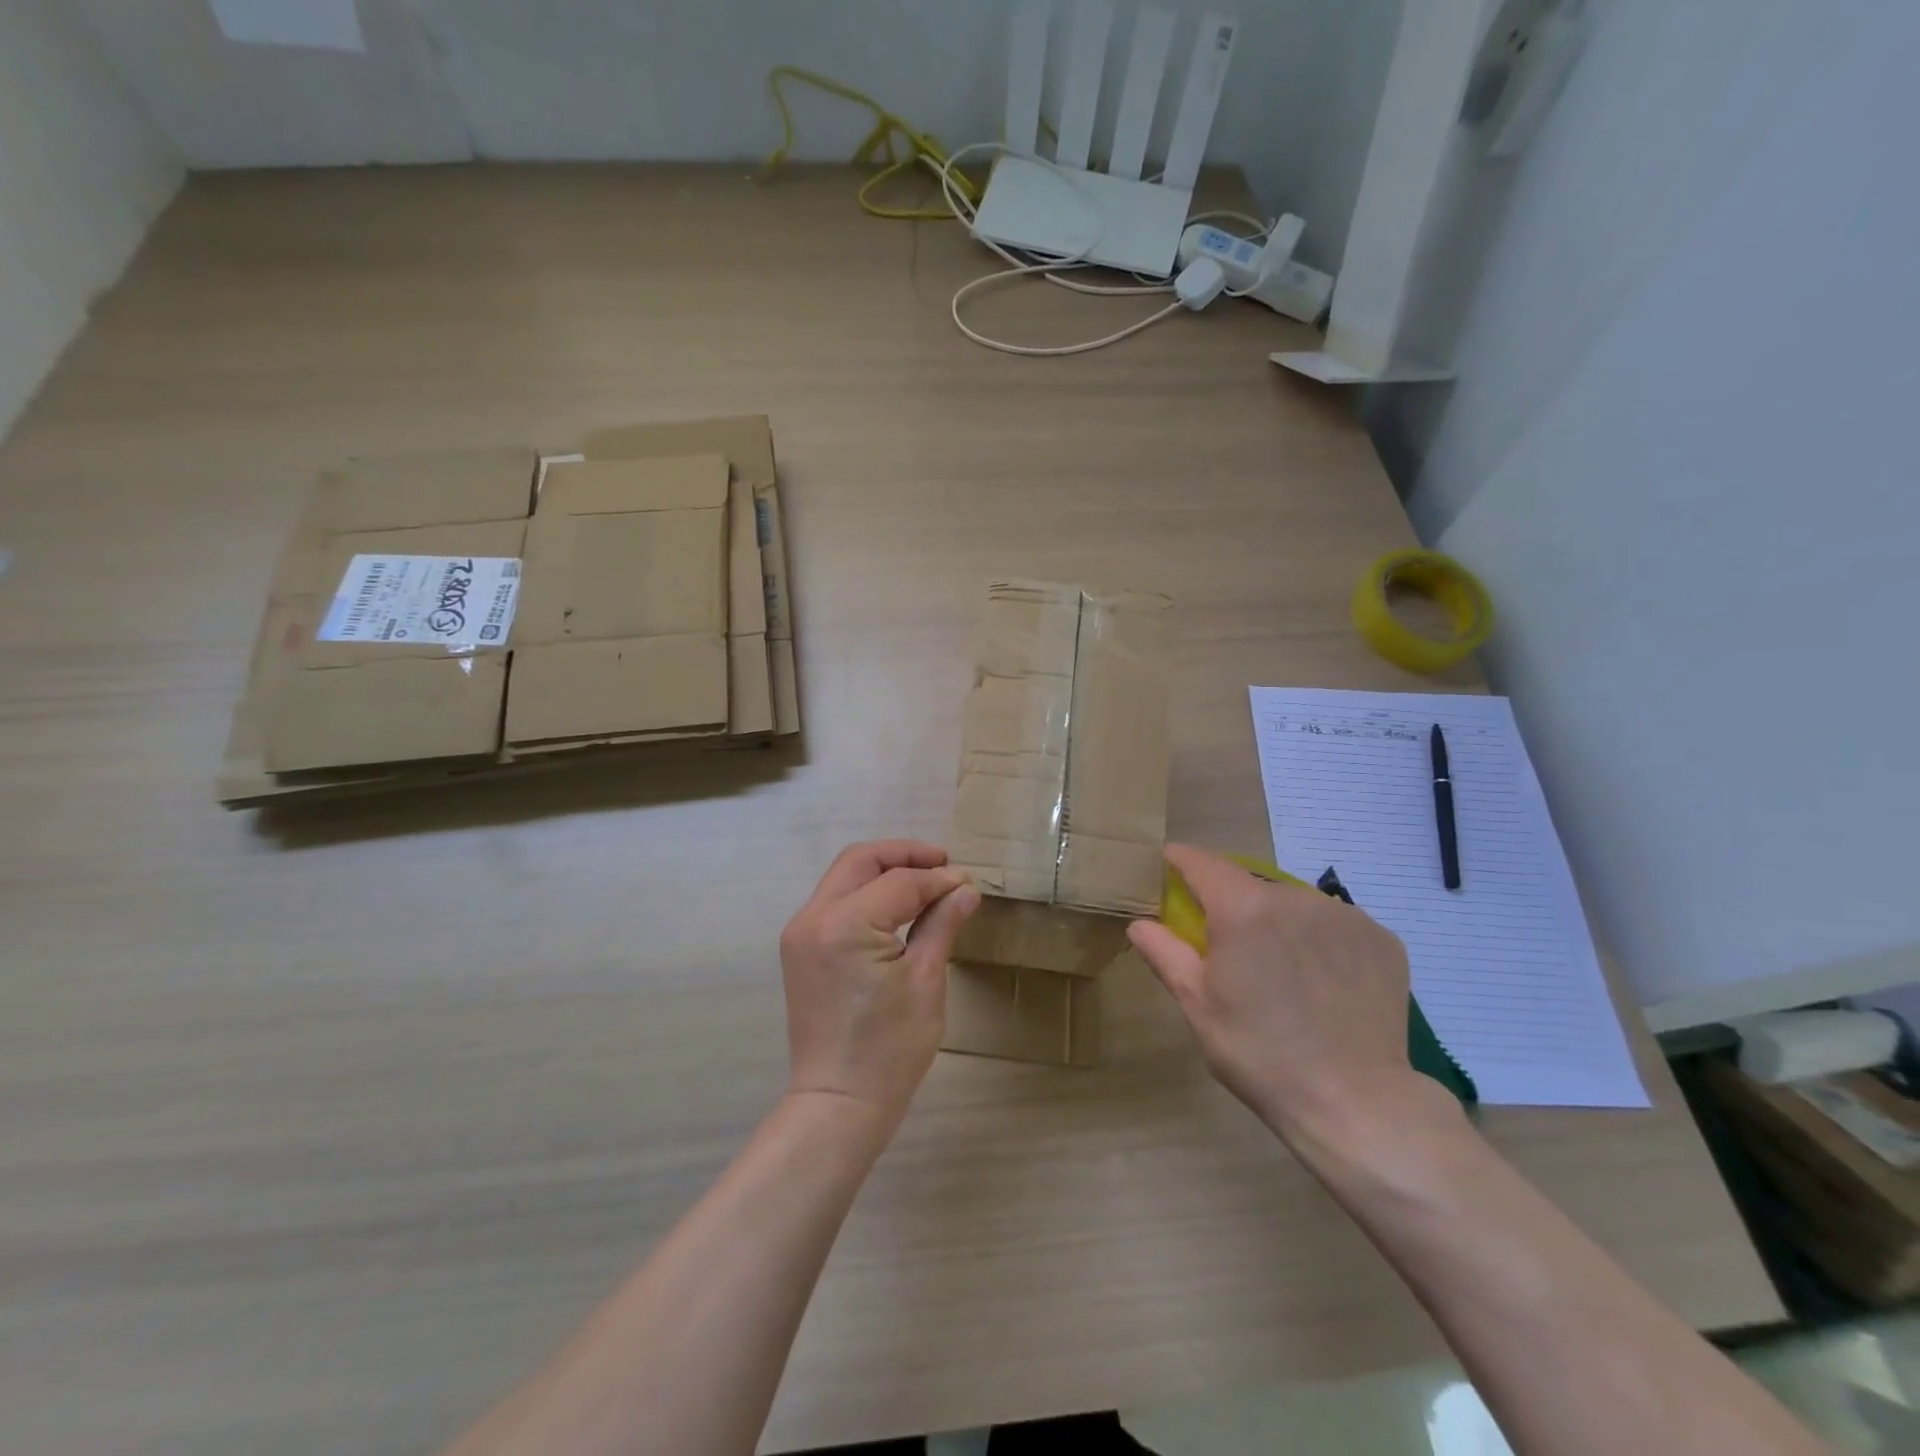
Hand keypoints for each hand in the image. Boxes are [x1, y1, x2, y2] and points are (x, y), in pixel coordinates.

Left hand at [779, 840, 979, 1129]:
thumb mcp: (925, 980)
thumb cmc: (890, 1048)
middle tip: (943, 865)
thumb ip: (941, 923)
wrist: (839, 1102)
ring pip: (844, 876)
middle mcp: (814, 916)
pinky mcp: (800, 948)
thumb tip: (965, 889)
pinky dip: (866, 893)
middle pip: (860, 860)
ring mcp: (801, 932)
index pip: (900, 881)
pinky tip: (897, 906)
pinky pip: (835, 901)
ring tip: (925, 882)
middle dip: (904, 855)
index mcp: (845, 923)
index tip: (968, 883)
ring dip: (883, 871)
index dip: (938, 879)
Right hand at [1129, 844, 1433, 1144]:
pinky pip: (1335, 925)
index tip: (1167, 868)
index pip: (1202, 863)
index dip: (1180, 862)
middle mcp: (1295, 897)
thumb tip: (1140, 923)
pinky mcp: (1382, 939)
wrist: (1355, 1103)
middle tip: (1229, 949)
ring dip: (1278, 923)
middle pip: (1250, 886)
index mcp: (1243, 909)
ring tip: (1281, 972)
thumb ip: (1165, 953)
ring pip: (1295, 905)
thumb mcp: (1197, 1005)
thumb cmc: (1260, 1053)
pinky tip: (1322, 983)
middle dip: (1232, 906)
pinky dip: (1320, 941)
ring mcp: (1345, 916)